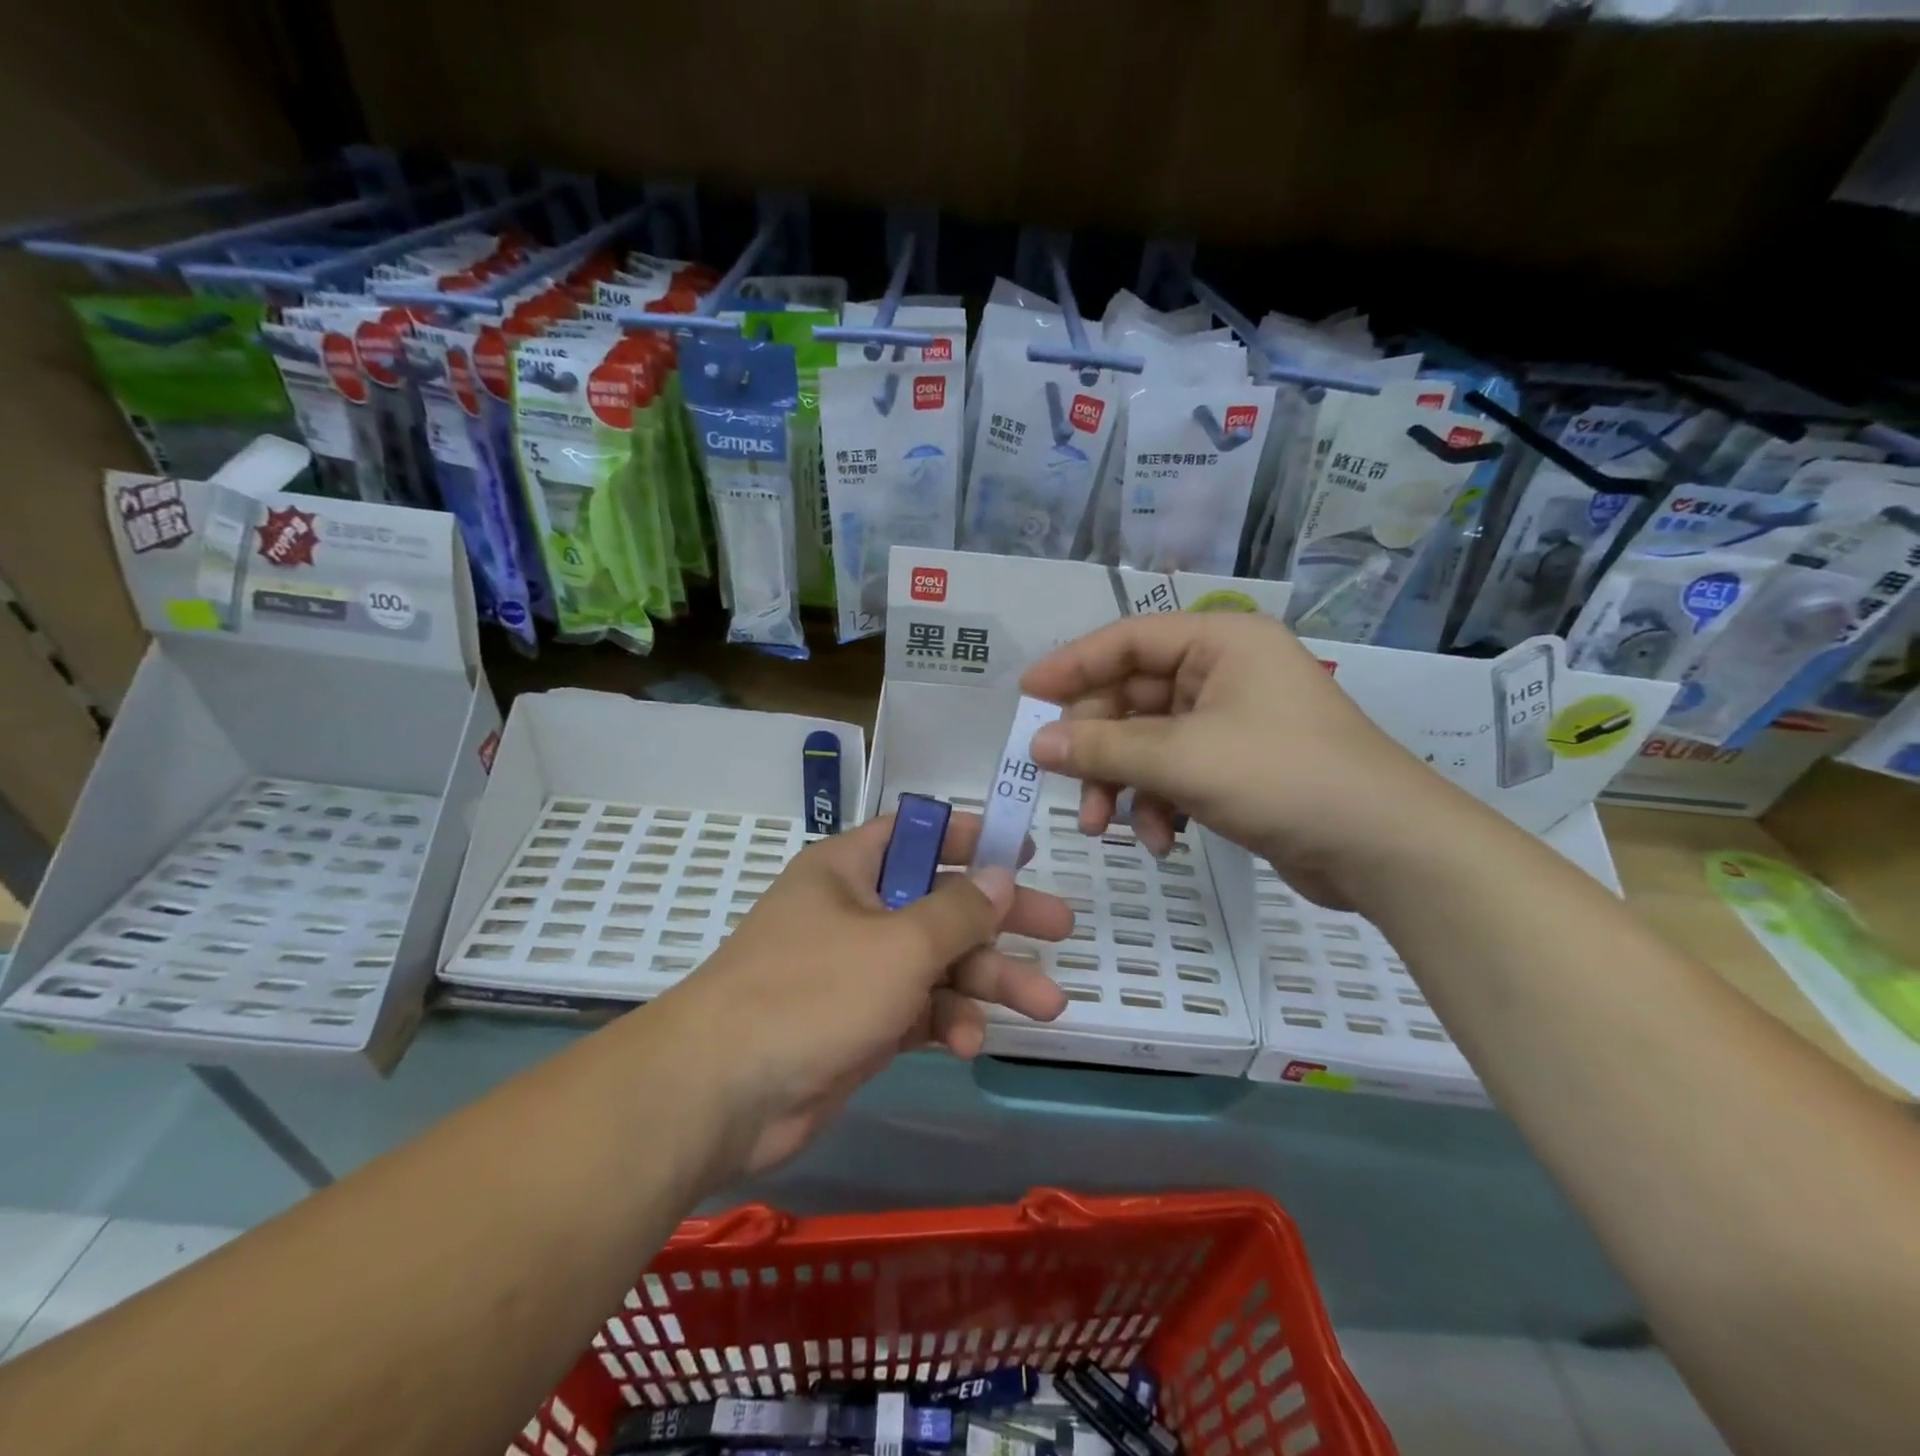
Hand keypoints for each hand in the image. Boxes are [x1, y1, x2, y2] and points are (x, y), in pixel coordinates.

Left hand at [656, 811, 1070, 1177]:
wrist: (722, 1094)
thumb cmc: (813, 992)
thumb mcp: (900, 944)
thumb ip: (959, 911)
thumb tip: (1002, 875)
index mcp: (849, 869)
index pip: (917, 833)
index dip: (970, 836)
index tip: (1023, 849)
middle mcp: (854, 911)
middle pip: (940, 902)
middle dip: (1001, 921)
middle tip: (1061, 928)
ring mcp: (856, 970)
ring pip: (937, 962)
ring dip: (987, 982)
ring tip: (1046, 1005)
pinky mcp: (859, 1023)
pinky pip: (918, 1008)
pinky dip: (946, 1021)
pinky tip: (969, 1043)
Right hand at [1021, 612, 1458, 908]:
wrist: (1384, 849)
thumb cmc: (1282, 777)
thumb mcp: (1181, 758)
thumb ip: (1102, 748)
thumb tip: (1036, 744)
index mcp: (1219, 641)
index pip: (1126, 640)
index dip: (1072, 666)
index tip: (1025, 697)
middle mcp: (1224, 671)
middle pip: (1132, 697)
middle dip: (1098, 748)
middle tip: (1064, 786)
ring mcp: (1232, 721)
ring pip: (1148, 741)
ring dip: (1122, 784)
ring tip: (1104, 827)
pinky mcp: (1238, 766)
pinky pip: (1175, 771)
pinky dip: (1158, 803)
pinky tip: (1160, 840)